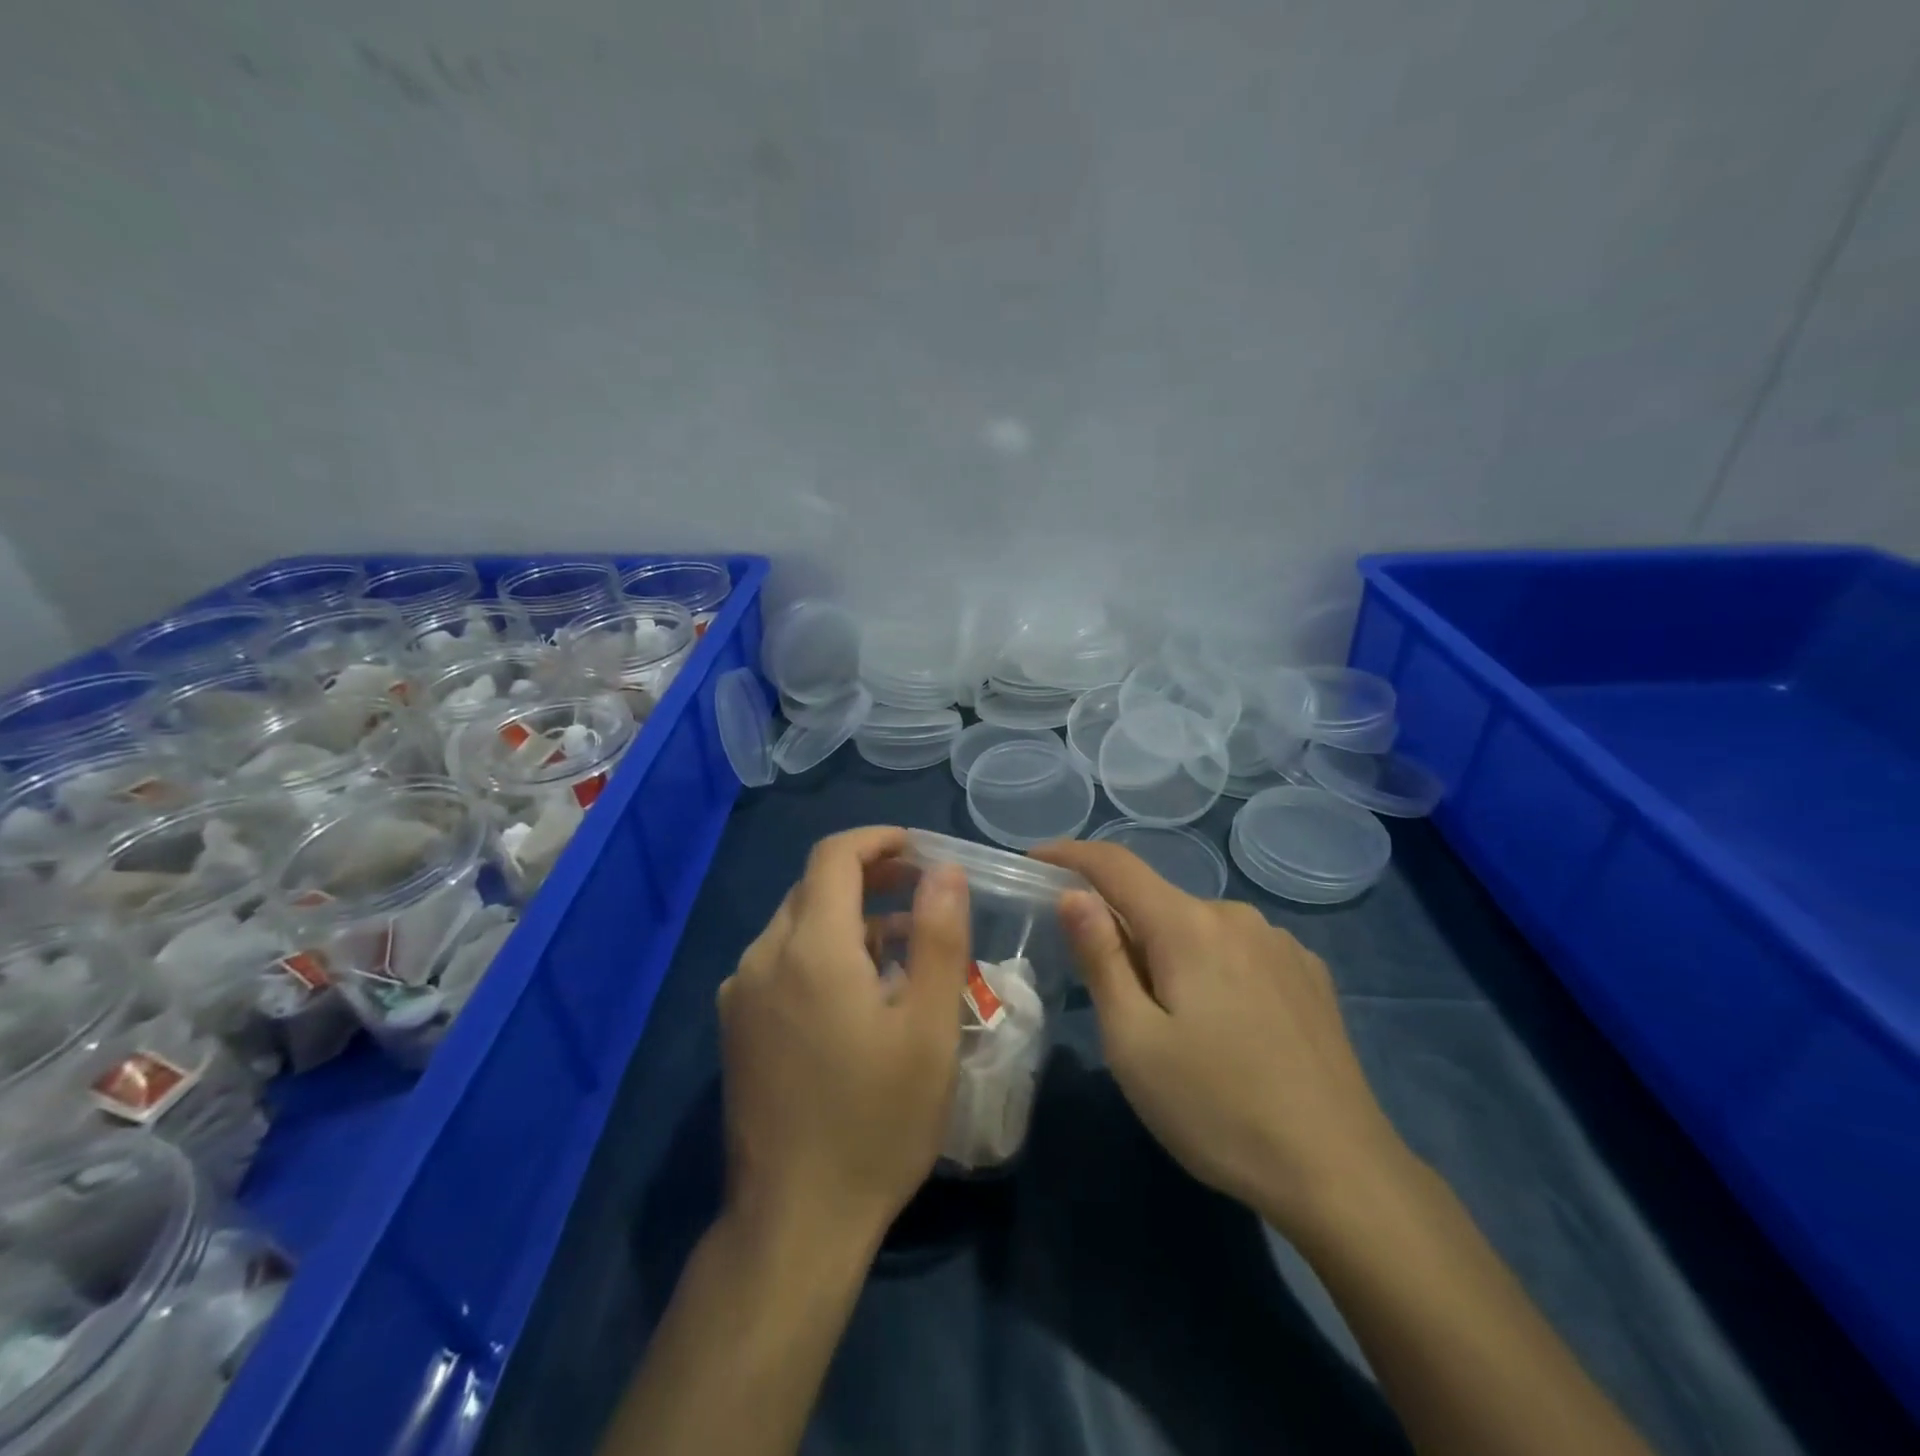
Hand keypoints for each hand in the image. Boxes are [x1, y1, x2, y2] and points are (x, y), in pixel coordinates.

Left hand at [718, 827, 970, 1247]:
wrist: (793, 1221)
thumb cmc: (876, 1122)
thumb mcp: (930, 1029)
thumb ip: (939, 937)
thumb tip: (945, 871)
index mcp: (810, 948)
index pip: (834, 857)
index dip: (878, 841)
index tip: (920, 849)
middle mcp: (763, 957)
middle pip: (815, 887)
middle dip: (870, 877)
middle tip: (923, 892)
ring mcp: (741, 993)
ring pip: (797, 924)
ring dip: (849, 918)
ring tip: (903, 946)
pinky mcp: (736, 1026)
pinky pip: (780, 961)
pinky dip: (822, 951)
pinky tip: (858, 991)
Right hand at [1032, 840, 1405, 1239]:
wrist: (1342, 1173)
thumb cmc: (1218, 1109)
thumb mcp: (1135, 1043)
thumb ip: (1101, 959)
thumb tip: (1074, 894)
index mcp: (1189, 926)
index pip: (1116, 865)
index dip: (1070, 855)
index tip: (1034, 861)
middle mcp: (1237, 916)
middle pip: (1158, 903)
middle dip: (1123, 930)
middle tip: (1112, 999)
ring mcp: (1281, 943)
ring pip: (1199, 928)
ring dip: (1170, 953)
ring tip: (1176, 1026)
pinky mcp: (1309, 974)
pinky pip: (1239, 950)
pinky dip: (1212, 967)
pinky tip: (1228, 1027)